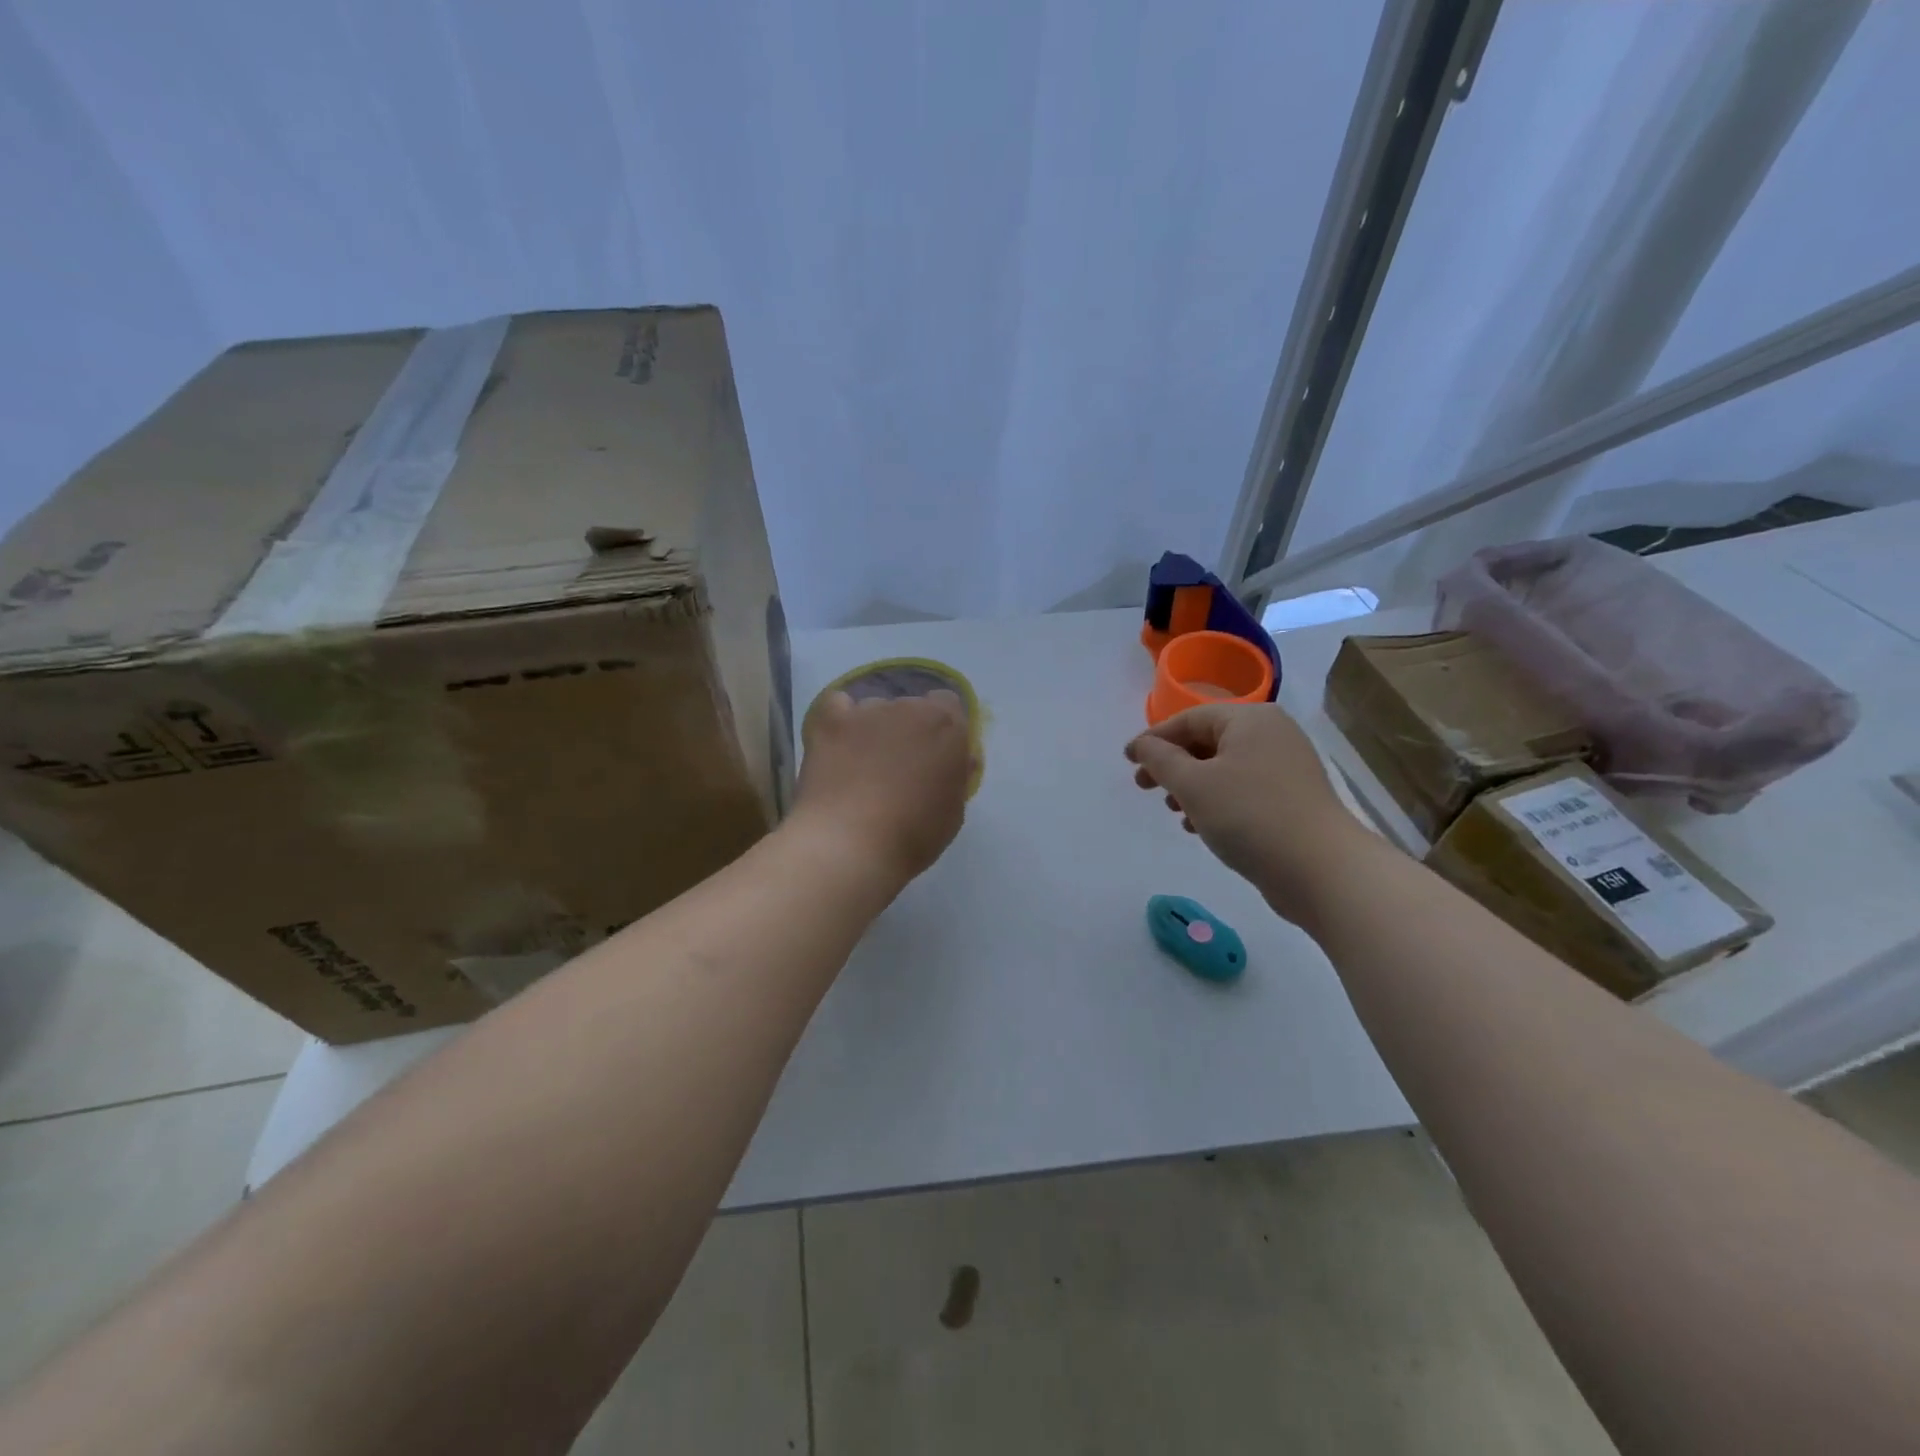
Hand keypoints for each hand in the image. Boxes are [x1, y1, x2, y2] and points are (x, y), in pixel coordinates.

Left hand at [792, 690, 973, 884]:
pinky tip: (836, 744)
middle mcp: (909, 707)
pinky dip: (839, 719)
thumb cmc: (913, 835)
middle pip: (911, 707)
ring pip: (875, 709)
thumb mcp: (954, 811)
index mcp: (947, 726)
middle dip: (908, 730)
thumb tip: (959, 759)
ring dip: (874, 729)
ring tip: (861, 765)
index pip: (948, 704)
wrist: (850, 844)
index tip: (936, 756)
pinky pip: (837, 705)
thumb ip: (957, 775)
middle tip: (899, 768)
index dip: (942, 728)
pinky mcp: (830, 721)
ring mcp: (867, 711)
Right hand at [1126, 703, 1369, 923]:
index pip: (1189, 719)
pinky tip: (1199, 826)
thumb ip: (1161, 760)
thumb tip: (1143, 745)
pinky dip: (1216, 801)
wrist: (1320, 869)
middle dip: (1172, 764)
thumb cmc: (1249, 816)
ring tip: (1172, 810)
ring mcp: (1285, 767)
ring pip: (1223, 768)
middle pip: (1207, 741)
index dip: (1154, 738)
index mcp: (1250, 719)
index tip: (1127, 760)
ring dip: (1191, 786)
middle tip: (1143, 787)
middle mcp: (1271, 734)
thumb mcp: (1193, 784)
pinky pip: (1242, 789)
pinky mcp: (1291, 798)